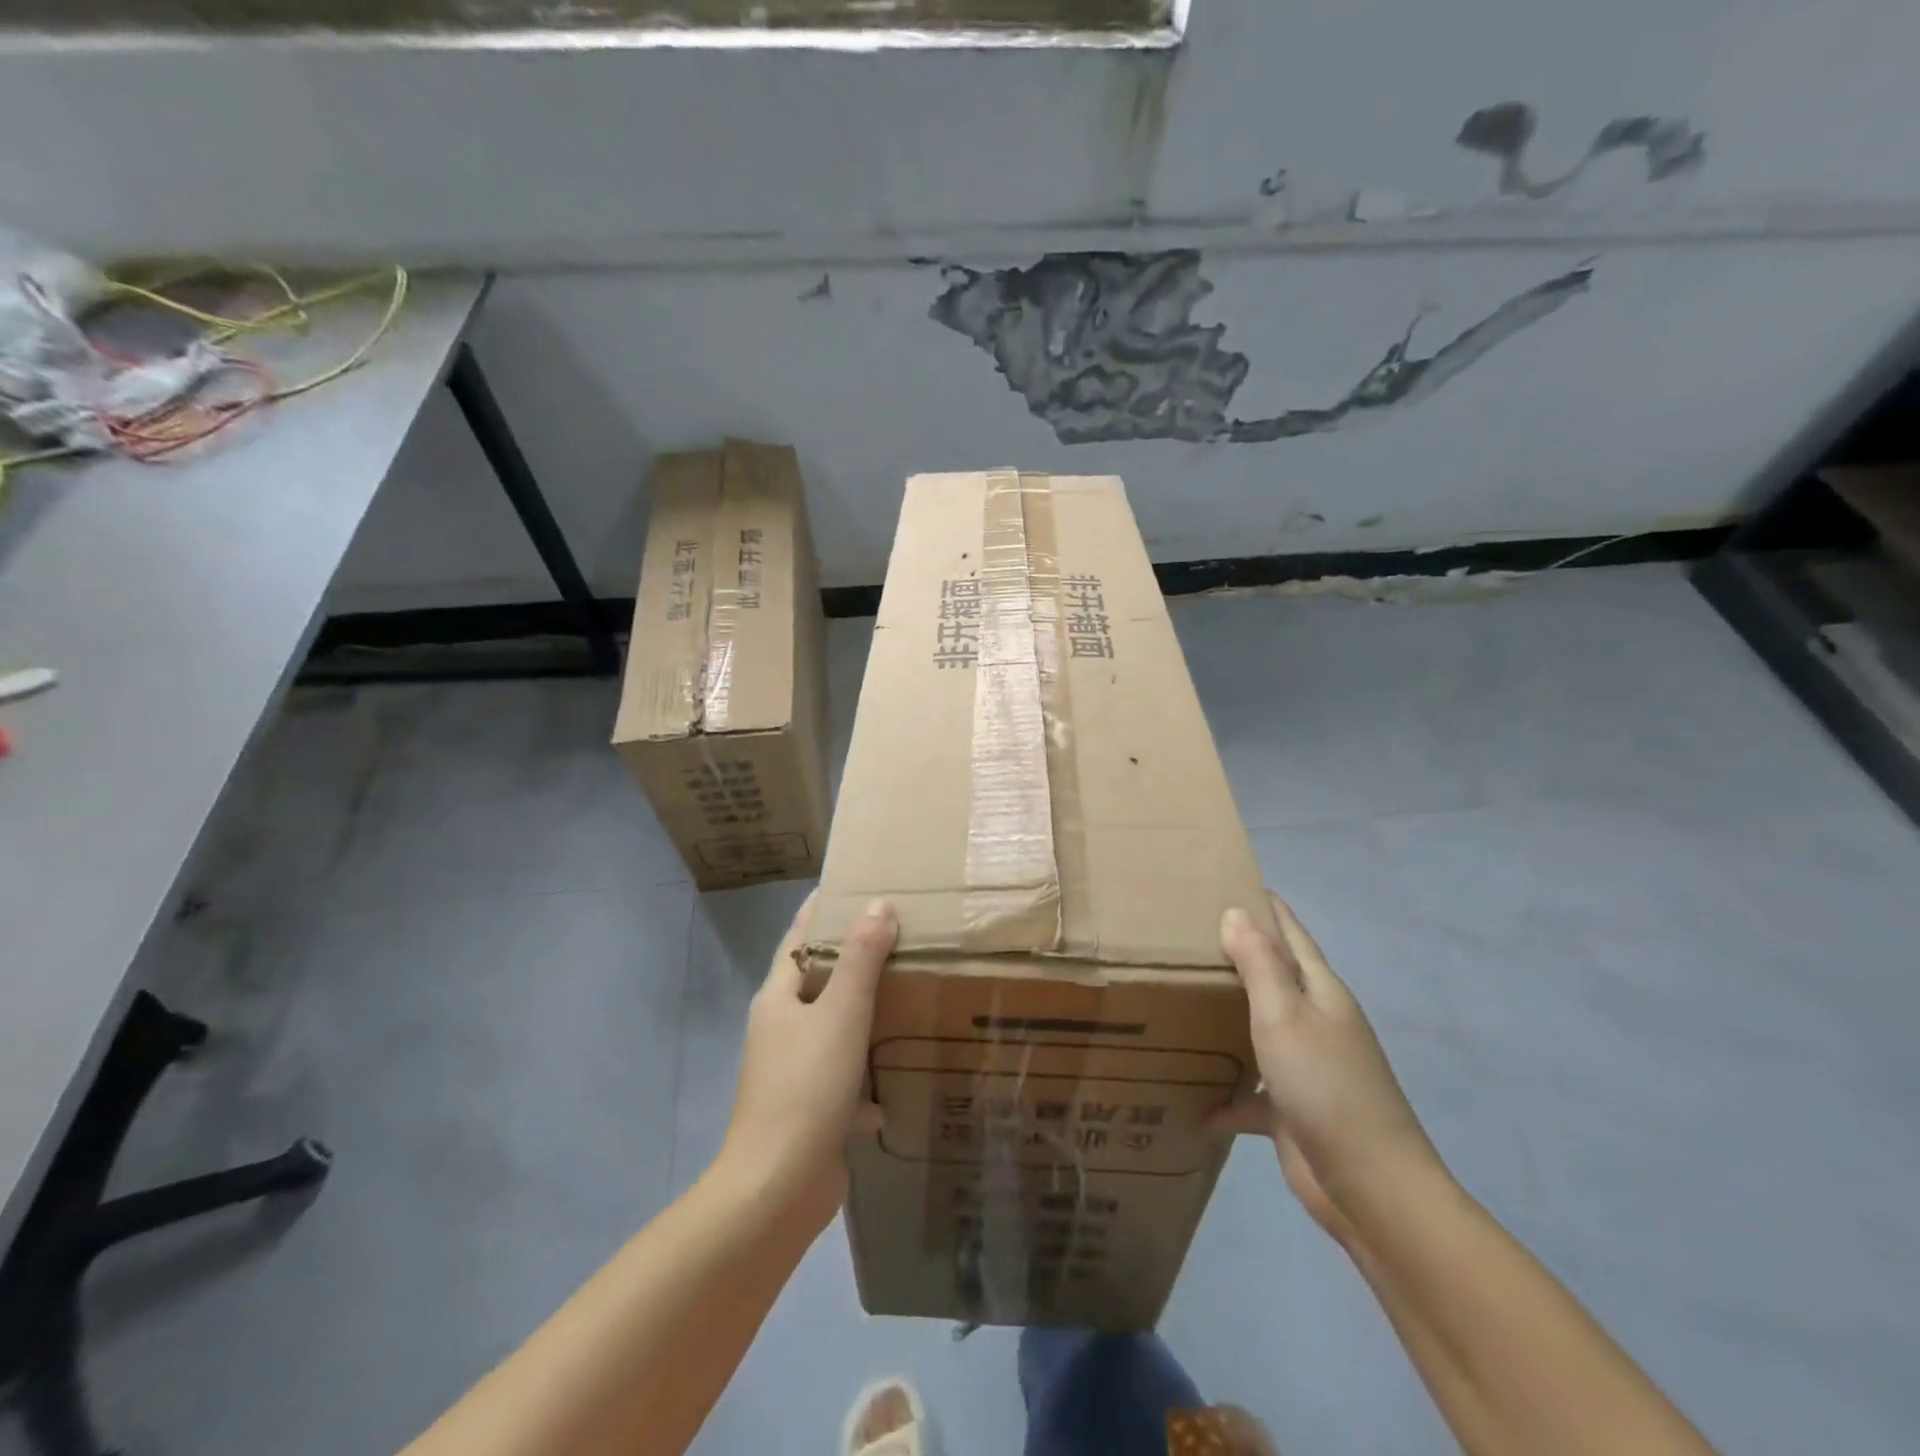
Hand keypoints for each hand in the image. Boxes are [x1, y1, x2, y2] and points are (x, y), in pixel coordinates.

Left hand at [719, 894, 895, 1223]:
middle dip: (852, 961)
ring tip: (907, 996)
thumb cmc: (807, 1085)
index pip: (798, 939)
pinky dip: (868, 1073)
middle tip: (896, 936)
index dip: (819, 911)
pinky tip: (897, 1077)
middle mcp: (780, 1029)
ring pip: (834, 1030)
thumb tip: (878, 904)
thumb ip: (861, 958)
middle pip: (818, 982)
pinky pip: (844, 1077)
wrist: (780, 1186)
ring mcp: (793, 1072)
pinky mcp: (811, 1109)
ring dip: (864, 1016)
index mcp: (778, 998)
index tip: (848, 886)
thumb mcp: (841, 1012)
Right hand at [1212, 893, 1441, 1242]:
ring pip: (1258, 1028)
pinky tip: (1193, 1099)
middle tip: (1182, 935)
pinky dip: (1225, 1092)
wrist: (1370, 1187)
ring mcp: (1306, 1066)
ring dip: (1226, 1016)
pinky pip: (1251, 1089)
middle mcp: (1315, 1022)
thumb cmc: (1326, 1086)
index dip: (1264, 906)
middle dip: (1235, 955)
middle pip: (1272, 977)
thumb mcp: (1285, 1016)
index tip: (1227, 880)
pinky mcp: (1292, 1109)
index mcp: (1320, 992)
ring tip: (1177, 999)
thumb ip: (1260, 964)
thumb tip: (1237, 912)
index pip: (1290, 933)